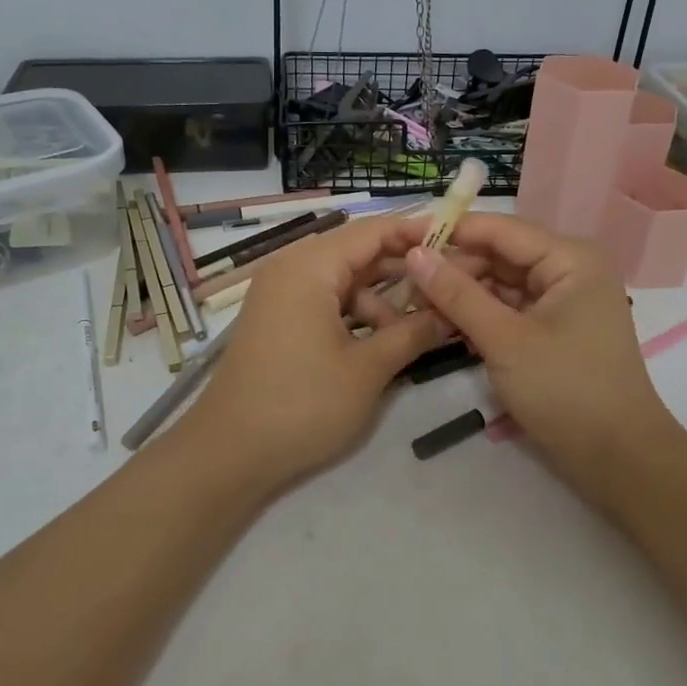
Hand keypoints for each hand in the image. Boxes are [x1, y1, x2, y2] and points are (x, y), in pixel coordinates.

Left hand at [172, 217, 452, 496]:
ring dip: (381, 300)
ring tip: (419, 330)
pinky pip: (325, 301)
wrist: (228, 453)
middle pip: (358, 253)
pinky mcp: (277, 319)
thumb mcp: (367, 370)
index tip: (458, 238)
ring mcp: (280, 294)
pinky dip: (355, 315)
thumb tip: (451, 313)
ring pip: (343, 281)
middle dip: (404, 269)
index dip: (417, 232)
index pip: (373, 231)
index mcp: (309, 266)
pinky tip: (382, 342)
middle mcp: (291, 268)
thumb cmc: (302, 405)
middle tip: (449, 283)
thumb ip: (413, 333)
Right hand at [404, 214, 681, 493]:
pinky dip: (479, 315)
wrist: (619, 460)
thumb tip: (414, 254)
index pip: (499, 229)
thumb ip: (457, 293)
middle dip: (453, 267)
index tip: (401, 236)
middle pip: (499, 254)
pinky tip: (443, 324)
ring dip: (462, 293)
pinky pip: (509, 308)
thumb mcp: (505, 340)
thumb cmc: (566, 391)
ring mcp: (562, 300)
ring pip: (500, 283)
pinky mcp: (553, 328)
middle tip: (403, 281)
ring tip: (415, 304)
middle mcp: (568, 269)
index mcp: (569, 258)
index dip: (449, 230)